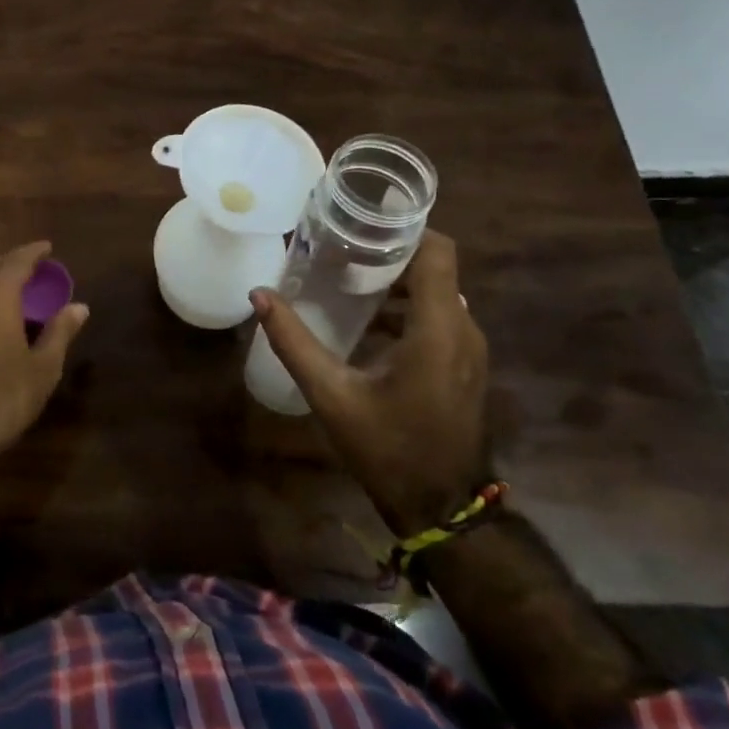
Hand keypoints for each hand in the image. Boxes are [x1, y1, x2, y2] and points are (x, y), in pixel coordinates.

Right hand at [252, 231, 489, 536]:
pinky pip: (439, 316)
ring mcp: (469, 349)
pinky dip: (407, 306)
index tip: (361, 219)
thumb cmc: (388, 449)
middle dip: (389, 252)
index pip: (438, 251)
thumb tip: (259, 295)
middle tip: (339, 248)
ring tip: (346, 277)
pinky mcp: (464, 365)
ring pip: (436, 291)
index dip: (405, 226)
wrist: (443, 509)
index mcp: (438, 328)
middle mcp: (463, 328)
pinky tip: (367, 320)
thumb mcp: (332, 395)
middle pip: (434, 267)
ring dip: (396, 280)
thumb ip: (293, 341)